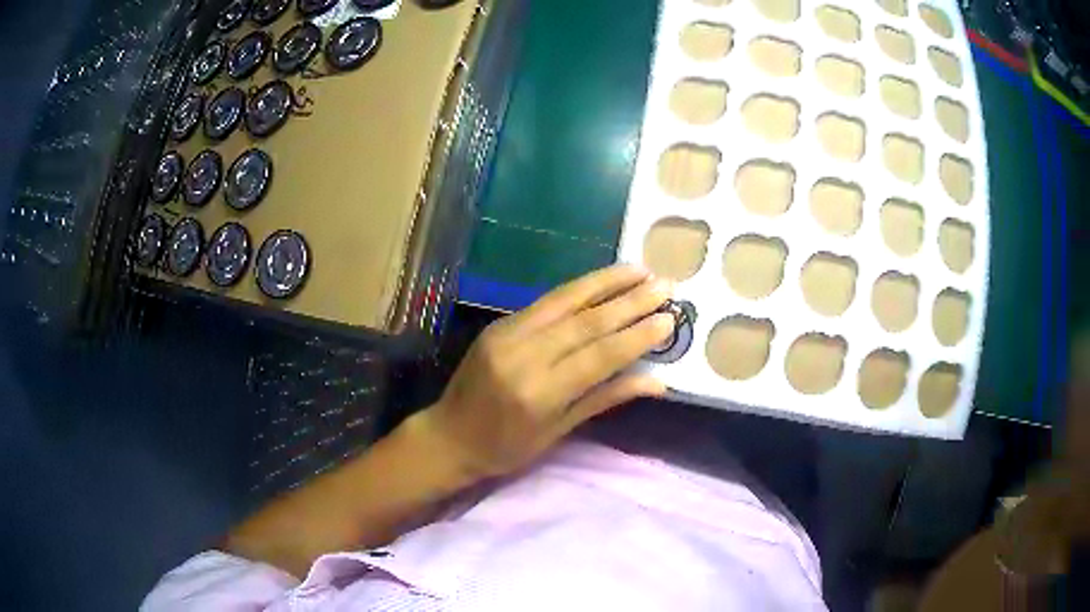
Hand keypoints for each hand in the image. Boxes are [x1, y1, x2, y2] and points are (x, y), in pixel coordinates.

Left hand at [413, 265, 675, 479]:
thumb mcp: (558, 432)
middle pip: (587, 321)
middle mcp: (524, 356)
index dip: (638, 336)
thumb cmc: (506, 448)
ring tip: (641, 269)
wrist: (449, 435)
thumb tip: (658, 382)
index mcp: (540, 393)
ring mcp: (507, 334)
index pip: (600, 356)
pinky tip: (603, 279)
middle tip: (666, 285)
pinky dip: (579, 288)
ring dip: (607, 282)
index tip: (670, 318)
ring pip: (565, 300)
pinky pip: (546, 301)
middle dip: (631, 301)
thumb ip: (606, 399)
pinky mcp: (499, 323)